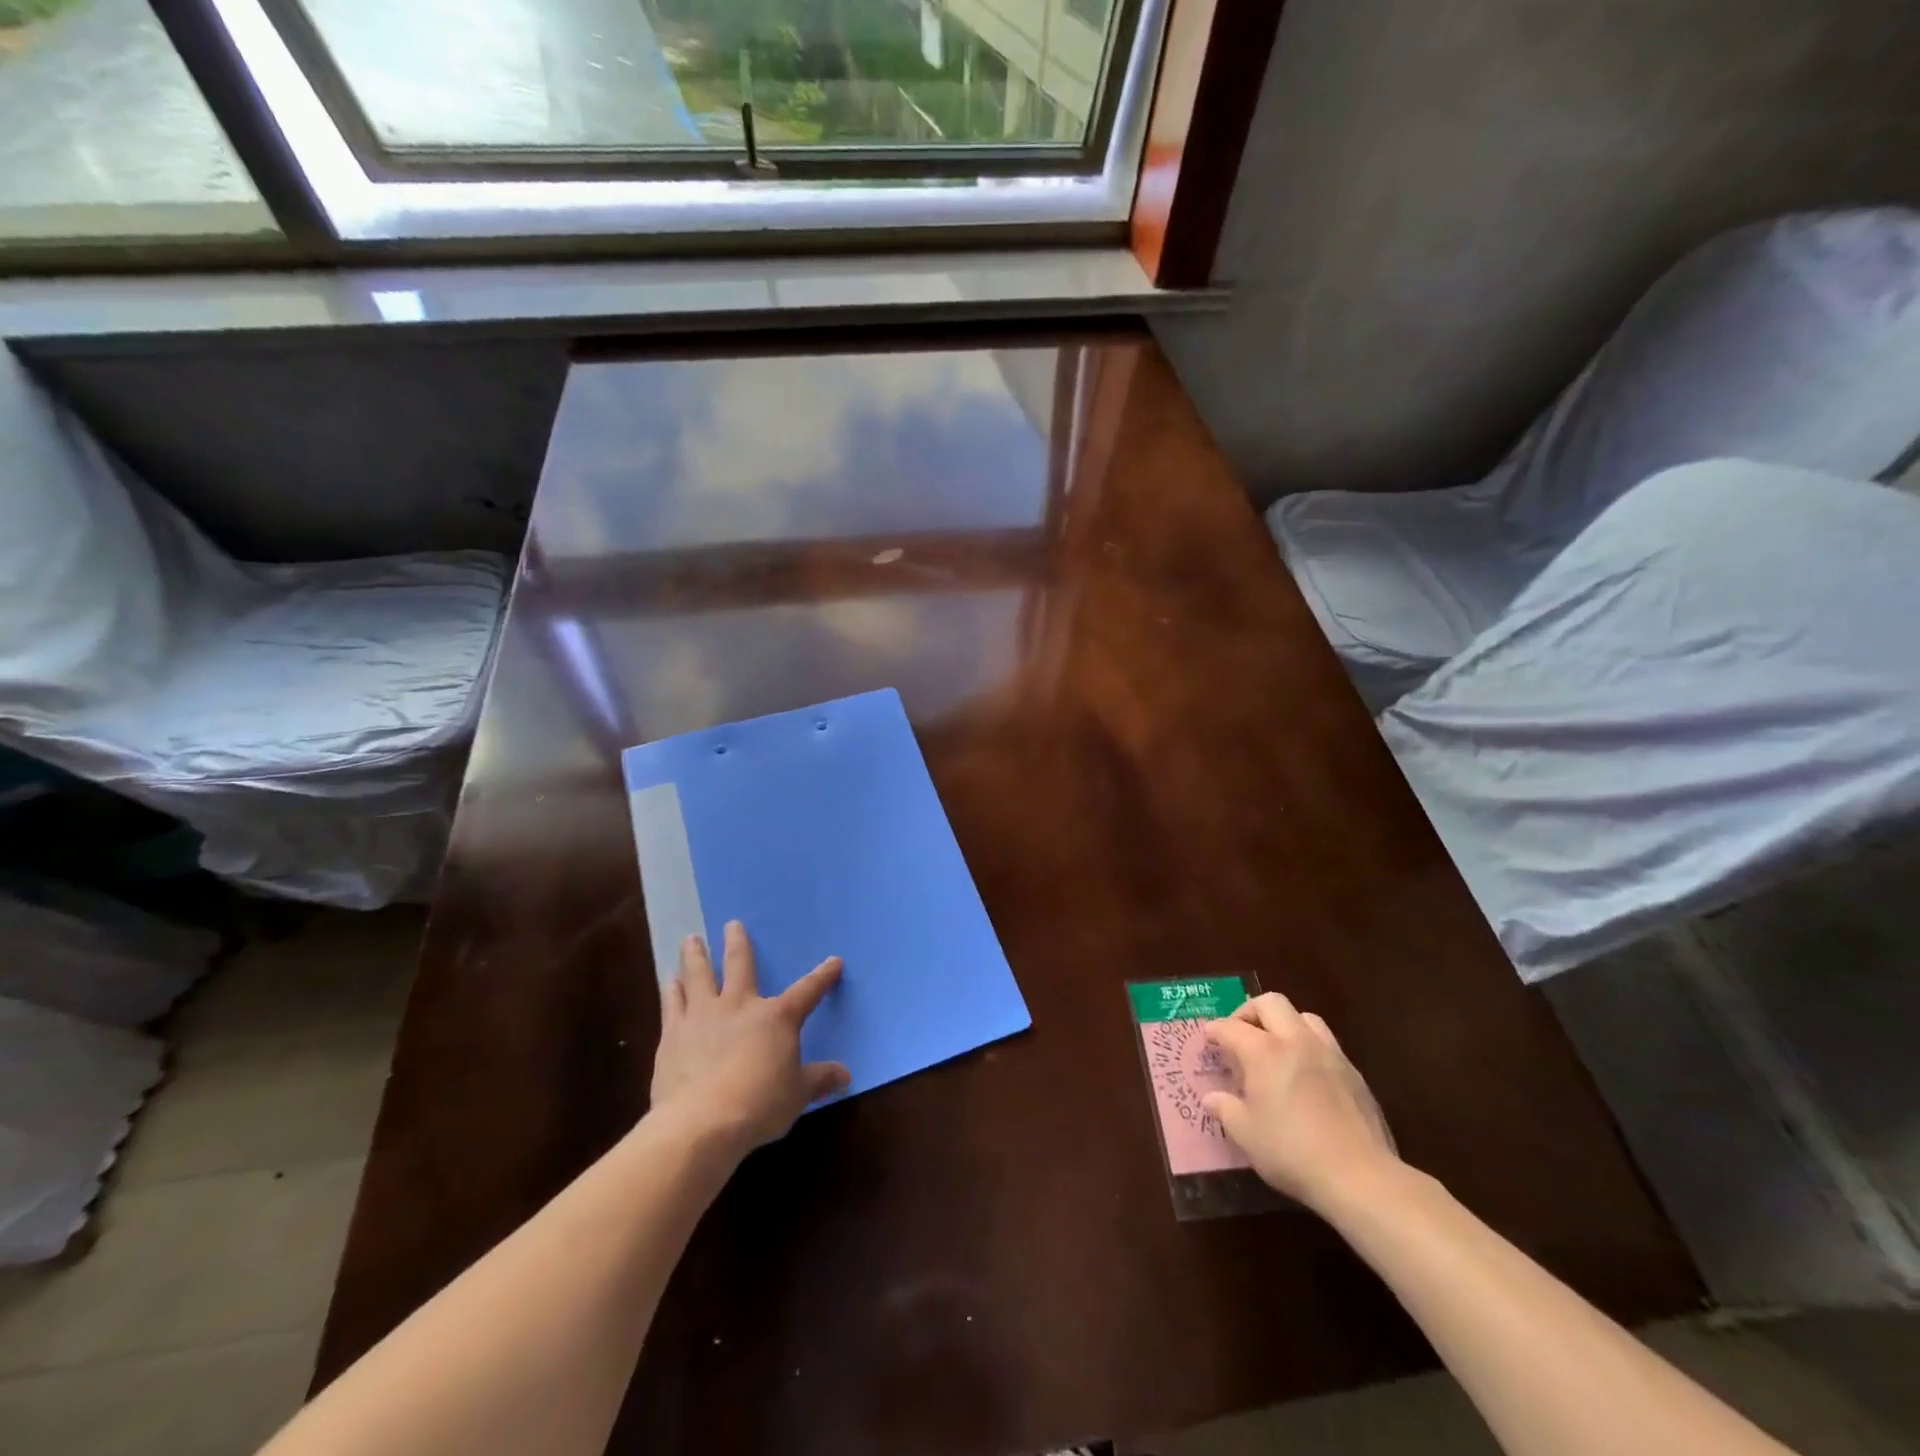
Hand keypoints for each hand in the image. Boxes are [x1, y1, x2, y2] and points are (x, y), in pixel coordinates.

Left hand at [650, 921, 849, 1155]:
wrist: (701, 1122)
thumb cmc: (759, 1105)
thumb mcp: (798, 1095)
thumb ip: (820, 1079)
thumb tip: (846, 1074)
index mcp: (777, 1017)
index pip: (807, 991)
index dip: (823, 977)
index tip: (834, 961)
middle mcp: (740, 1005)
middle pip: (740, 965)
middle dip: (738, 943)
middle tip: (732, 924)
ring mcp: (703, 1016)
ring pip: (699, 975)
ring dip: (696, 957)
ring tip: (691, 940)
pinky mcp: (673, 1034)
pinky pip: (672, 1004)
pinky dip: (672, 990)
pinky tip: (670, 981)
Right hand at [1202, 993, 1398, 1212]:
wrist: (1360, 1176)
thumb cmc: (1292, 1152)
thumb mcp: (1246, 1134)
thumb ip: (1225, 1109)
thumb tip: (1211, 1098)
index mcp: (1264, 1052)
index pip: (1231, 1027)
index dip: (1215, 1030)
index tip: (1208, 1037)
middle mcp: (1296, 1042)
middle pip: (1271, 1003)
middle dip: (1250, 1012)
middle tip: (1240, 1033)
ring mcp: (1329, 1054)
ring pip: (1304, 1017)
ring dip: (1284, 1023)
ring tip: (1276, 1047)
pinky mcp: (1354, 1073)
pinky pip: (1326, 1043)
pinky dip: (1309, 1046)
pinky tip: (1306, 1073)